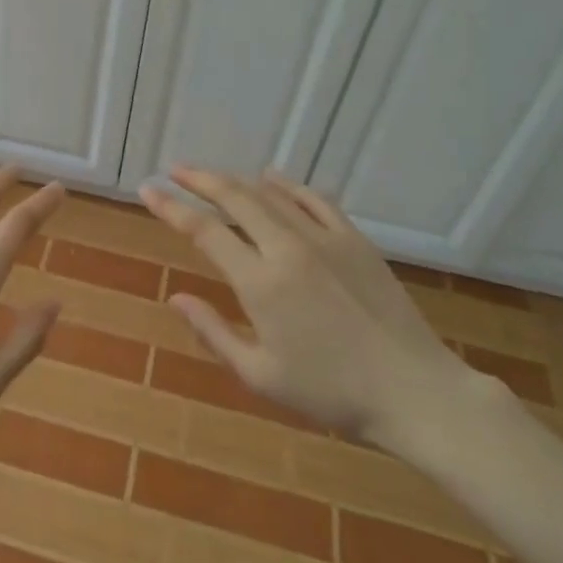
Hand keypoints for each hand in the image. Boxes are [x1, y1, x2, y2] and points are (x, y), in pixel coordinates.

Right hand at [140, 168, 493, 456]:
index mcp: (260, 283)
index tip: (148, 190)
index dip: (171, 208)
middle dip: (200, 179)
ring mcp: (324, 238)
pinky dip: (287, 184)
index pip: (204, 231)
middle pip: (235, 198)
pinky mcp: (355, 239)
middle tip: (175, 169)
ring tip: (213, 175)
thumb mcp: (261, 376)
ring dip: (237, 180)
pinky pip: (314, 199)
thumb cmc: (332, 393)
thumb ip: (214, 333)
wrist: (414, 391)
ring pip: (271, 194)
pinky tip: (272, 178)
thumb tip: (176, 298)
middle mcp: (287, 248)